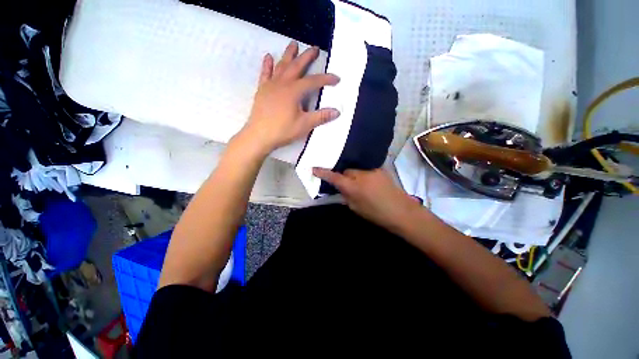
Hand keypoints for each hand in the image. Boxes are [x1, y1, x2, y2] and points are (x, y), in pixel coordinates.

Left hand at [239, 41, 339, 154]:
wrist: (259, 135)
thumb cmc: (283, 130)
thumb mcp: (304, 125)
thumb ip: (320, 117)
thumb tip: (337, 111)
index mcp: (294, 91)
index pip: (314, 81)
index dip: (326, 79)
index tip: (337, 78)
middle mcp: (283, 83)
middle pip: (297, 66)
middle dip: (307, 57)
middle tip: (315, 48)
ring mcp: (271, 85)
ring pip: (281, 66)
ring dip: (288, 54)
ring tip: (294, 44)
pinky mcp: (262, 90)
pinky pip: (265, 74)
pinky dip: (267, 65)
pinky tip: (268, 57)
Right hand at [313, 168, 422, 231]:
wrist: (402, 212)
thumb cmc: (377, 214)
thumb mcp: (356, 208)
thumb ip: (346, 196)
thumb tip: (342, 188)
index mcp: (353, 187)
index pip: (334, 177)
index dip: (323, 173)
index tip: (313, 168)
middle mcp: (360, 175)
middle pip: (346, 171)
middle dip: (344, 176)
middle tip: (347, 185)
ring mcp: (371, 170)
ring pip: (356, 169)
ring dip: (354, 175)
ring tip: (360, 185)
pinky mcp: (380, 169)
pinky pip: (366, 170)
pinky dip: (364, 175)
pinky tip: (369, 183)